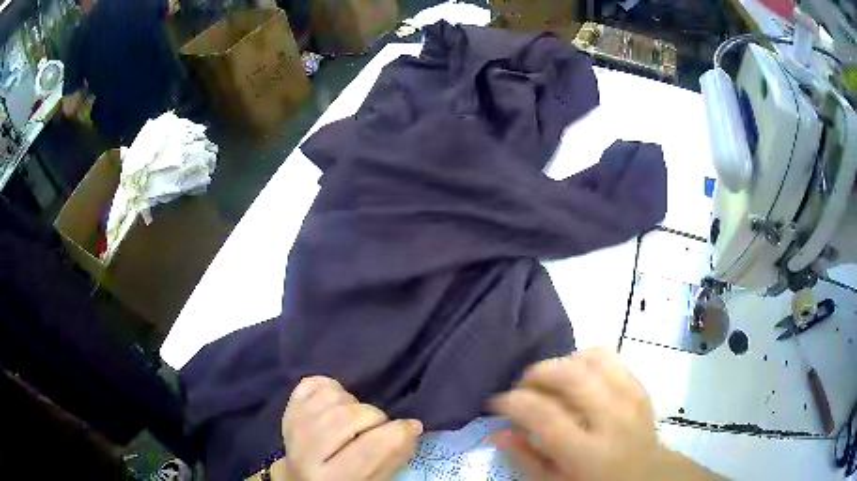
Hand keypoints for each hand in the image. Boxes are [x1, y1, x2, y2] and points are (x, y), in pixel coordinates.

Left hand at [282, 376, 422, 480]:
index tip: (413, 426)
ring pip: (332, 396)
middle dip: (375, 417)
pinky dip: (331, 388)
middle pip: (350, 416)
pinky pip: (313, 384)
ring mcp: (293, 429)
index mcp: (332, 478)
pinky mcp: (286, 411)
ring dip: (353, 403)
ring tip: (356, 419)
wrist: (303, 479)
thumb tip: (412, 427)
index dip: (399, 433)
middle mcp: (306, 454)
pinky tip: (337, 405)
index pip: (371, 447)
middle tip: (379, 427)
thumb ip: (393, 458)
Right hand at [491, 348, 721, 480]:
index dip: (513, 402)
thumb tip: (497, 431)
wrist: (645, 475)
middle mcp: (612, 419)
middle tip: (521, 387)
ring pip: (592, 358)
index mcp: (588, 453)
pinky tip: (576, 376)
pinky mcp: (639, 386)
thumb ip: (526, 459)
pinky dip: (585, 358)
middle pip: (571, 377)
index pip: (545, 415)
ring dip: (562, 363)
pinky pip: (610, 357)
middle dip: (537, 373)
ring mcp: (630, 398)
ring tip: (548, 382)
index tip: (496, 403)